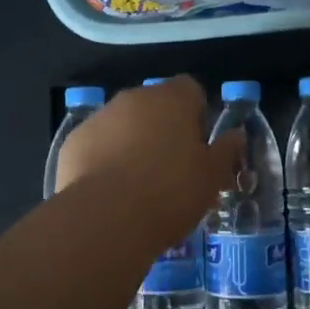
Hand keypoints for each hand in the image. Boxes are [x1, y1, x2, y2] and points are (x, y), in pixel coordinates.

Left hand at [55, 76, 241, 241]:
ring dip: (133, 142)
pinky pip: (97, 144)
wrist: (106, 219)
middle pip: (155, 105)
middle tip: (172, 168)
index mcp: (172, 99)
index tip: (199, 146)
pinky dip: (104, 159)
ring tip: (139, 185)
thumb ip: (226, 150)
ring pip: (123, 123)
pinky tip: (110, 192)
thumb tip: (236, 135)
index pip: (191, 89)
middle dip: (164, 128)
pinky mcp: (74, 141)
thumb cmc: (170, 192)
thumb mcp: (212, 177)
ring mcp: (100, 117)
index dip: (197, 114)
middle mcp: (134, 98)